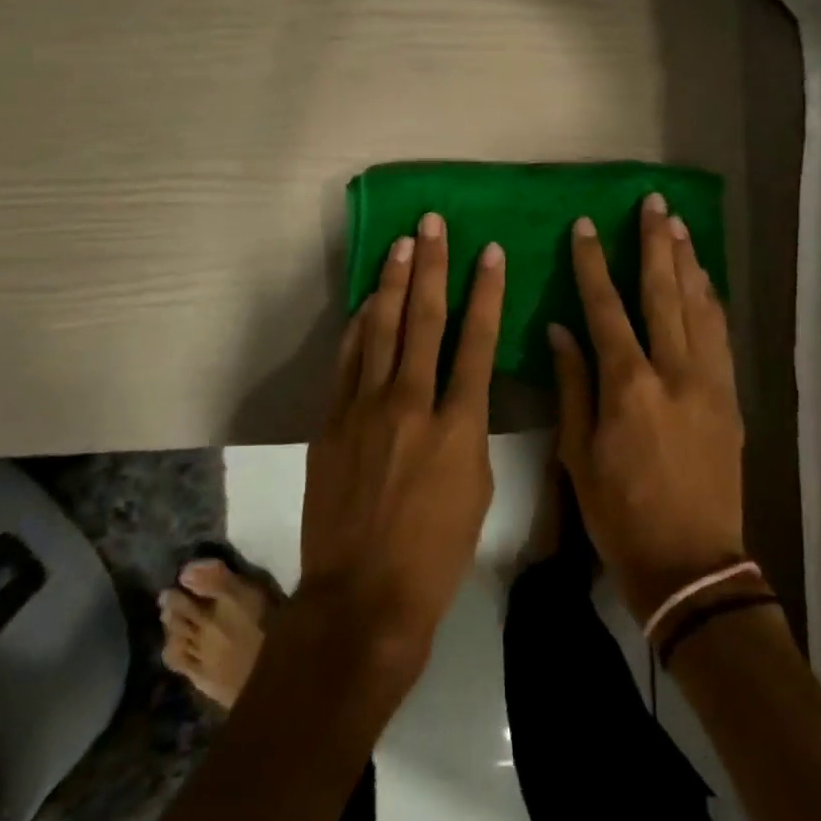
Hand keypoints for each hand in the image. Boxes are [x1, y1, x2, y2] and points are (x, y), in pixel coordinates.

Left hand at [298, 212, 504, 678]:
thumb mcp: (477, 489)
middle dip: (432, 266)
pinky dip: (360, 325)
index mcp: (458, 425)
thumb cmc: (436, 552)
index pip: (476, 340)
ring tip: (402, 244)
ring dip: (393, 283)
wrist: (362, 597)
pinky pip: (348, 359)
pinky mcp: (332, 421)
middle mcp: (411, 403)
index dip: (485, 291)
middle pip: (423, 320)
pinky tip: (369, 301)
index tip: (489, 251)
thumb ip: (471, 429)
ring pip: (382, 329)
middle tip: (432, 224)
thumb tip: (461, 391)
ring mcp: (365, 408)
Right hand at [550, 195, 747, 625]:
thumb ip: (572, 385)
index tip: (585, 228)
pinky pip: (722, 335)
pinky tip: (705, 280)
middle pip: (664, 292)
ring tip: (678, 226)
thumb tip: (560, 330)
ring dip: (687, 262)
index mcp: (628, 385)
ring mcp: (710, 382)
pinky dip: (712, 301)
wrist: (692, 565)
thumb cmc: (620, 514)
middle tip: (652, 204)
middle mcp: (674, 371)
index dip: (593, 265)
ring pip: (699, 306)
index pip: (606, 308)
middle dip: (655, 244)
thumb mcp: (578, 454)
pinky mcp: (731, 398)